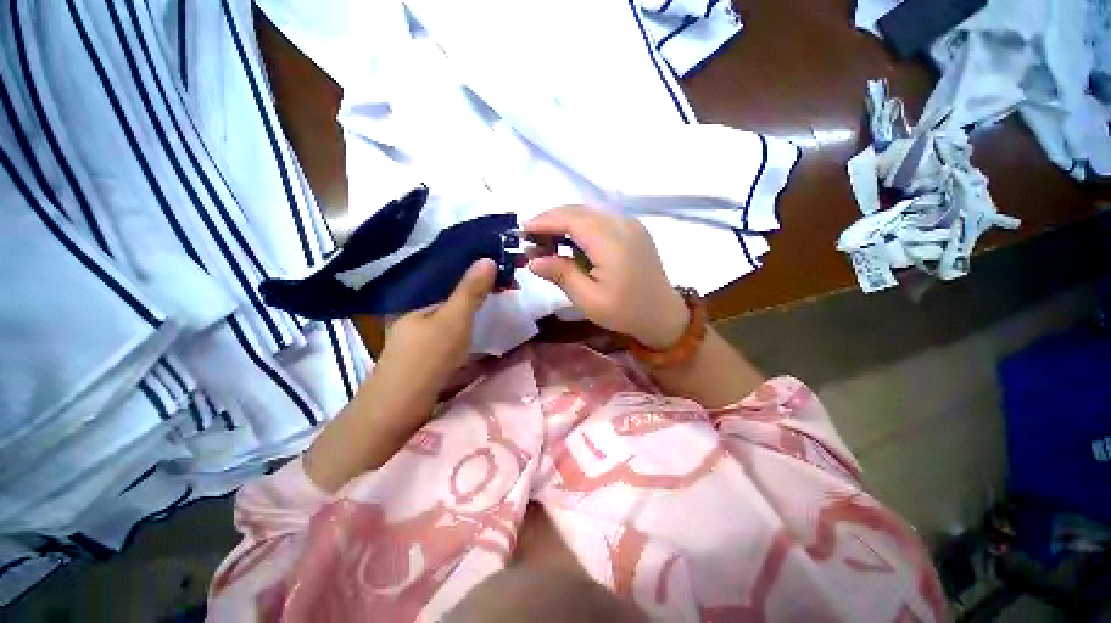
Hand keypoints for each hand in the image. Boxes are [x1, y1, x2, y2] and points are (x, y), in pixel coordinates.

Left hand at [376, 259, 496, 399]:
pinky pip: (448, 332)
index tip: (495, 268)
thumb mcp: (453, 319)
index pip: (444, 278)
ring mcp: (417, 337)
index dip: (470, 272)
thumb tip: (488, 258)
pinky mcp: (425, 354)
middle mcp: (412, 315)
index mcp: (414, 301)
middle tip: (500, 284)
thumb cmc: (428, 357)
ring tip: (493, 300)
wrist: (401, 408)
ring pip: (448, 315)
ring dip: (469, 309)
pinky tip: (477, 328)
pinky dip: (464, 327)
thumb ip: (471, 291)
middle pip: (446, 297)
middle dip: (472, 290)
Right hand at [525, 206, 688, 348]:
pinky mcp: (633, 230)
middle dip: (551, 221)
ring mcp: (630, 225)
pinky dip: (581, 228)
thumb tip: (533, 260)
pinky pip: (601, 221)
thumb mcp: (588, 299)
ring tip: (546, 242)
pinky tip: (570, 243)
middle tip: (530, 239)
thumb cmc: (625, 312)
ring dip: (565, 223)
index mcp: (612, 241)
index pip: (571, 219)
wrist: (662, 315)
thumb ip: (561, 274)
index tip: (522, 231)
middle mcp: (622, 224)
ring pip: (589, 214)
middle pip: (579, 211)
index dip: (544, 222)